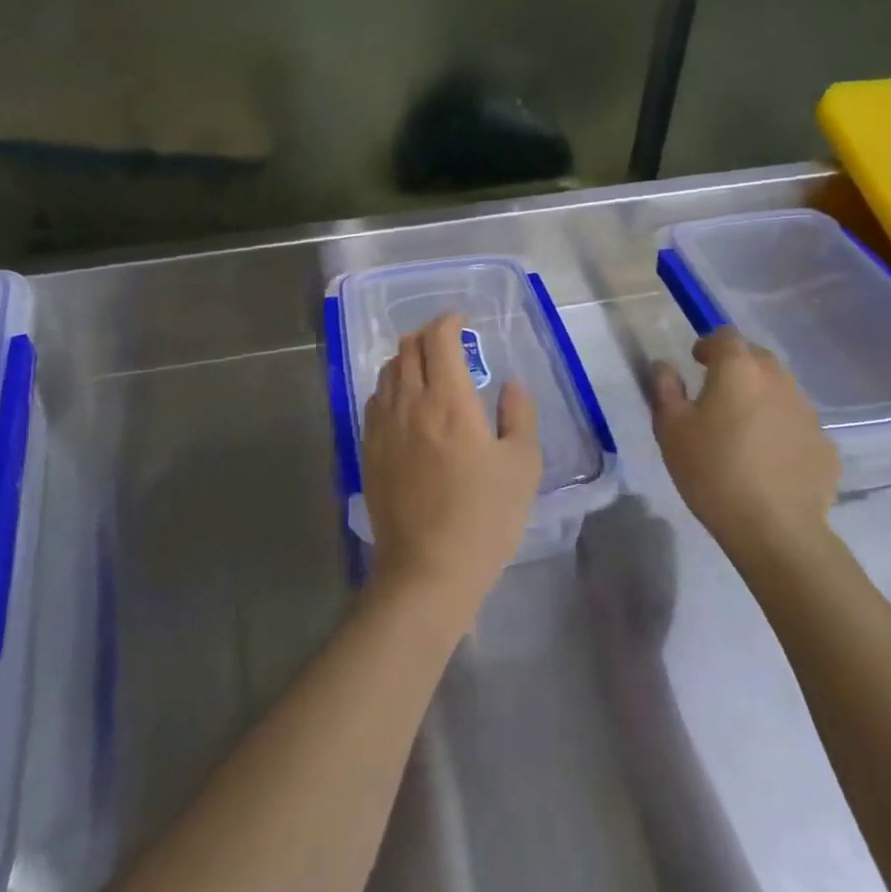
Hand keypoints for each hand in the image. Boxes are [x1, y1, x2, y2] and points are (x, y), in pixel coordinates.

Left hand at [362, 313, 542, 623]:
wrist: (428, 569)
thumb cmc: (484, 518)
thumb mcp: (522, 465)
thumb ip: (519, 415)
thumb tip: (510, 384)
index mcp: (450, 401)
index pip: (439, 339)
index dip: (448, 322)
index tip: (461, 322)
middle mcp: (410, 403)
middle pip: (408, 348)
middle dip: (427, 335)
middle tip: (446, 342)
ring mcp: (383, 426)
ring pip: (388, 371)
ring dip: (406, 358)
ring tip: (425, 368)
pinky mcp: (369, 449)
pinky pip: (374, 400)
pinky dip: (390, 387)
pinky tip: (404, 403)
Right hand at [651, 327, 838, 564]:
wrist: (775, 530)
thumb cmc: (713, 471)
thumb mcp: (670, 430)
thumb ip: (665, 389)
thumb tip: (664, 366)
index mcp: (739, 369)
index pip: (726, 336)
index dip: (709, 344)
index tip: (696, 362)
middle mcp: (779, 380)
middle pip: (758, 358)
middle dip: (737, 366)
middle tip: (717, 392)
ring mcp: (808, 412)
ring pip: (781, 389)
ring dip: (761, 396)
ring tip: (743, 426)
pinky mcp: (825, 444)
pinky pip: (797, 423)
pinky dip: (781, 428)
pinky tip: (769, 457)